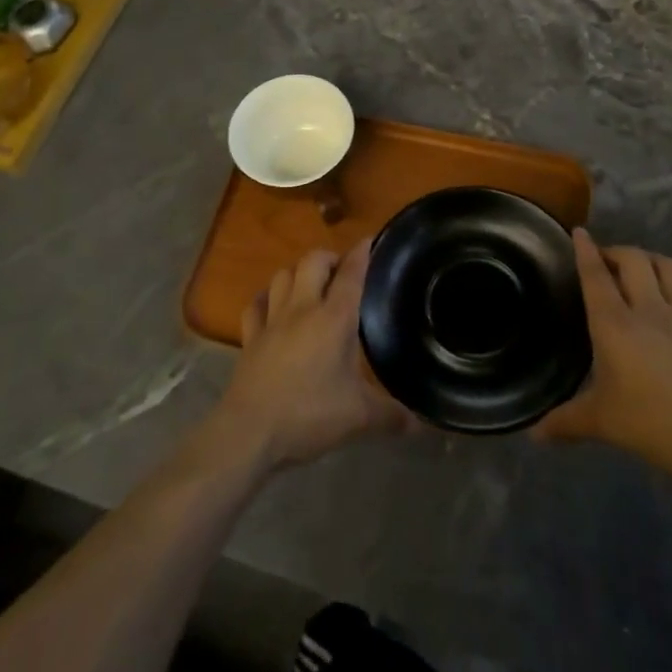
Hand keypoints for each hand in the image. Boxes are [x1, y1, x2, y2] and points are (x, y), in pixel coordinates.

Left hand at [213, 239, 409, 469]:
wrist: (250, 431)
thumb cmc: (309, 415)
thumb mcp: (358, 418)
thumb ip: (392, 416)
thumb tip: (421, 423)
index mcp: (334, 319)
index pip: (351, 274)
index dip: (362, 253)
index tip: (370, 240)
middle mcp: (302, 309)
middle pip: (313, 261)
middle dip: (329, 257)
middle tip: (342, 270)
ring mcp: (272, 320)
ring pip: (282, 275)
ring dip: (298, 273)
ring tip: (310, 284)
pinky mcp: (250, 337)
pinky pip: (256, 305)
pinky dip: (266, 298)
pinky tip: (272, 305)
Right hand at [535, 229, 671, 488]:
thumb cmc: (653, 424)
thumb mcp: (602, 423)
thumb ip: (566, 422)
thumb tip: (534, 435)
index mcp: (615, 323)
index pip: (596, 275)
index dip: (585, 250)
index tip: (579, 231)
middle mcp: (647, 308)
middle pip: (633, 259)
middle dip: (616, 251)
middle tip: (603, 261)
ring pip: (667, 266)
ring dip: (649, 258)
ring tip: (638, 269)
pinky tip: (670, 299)